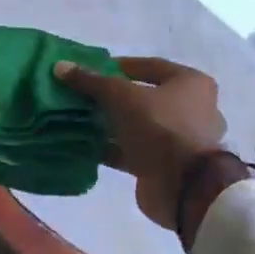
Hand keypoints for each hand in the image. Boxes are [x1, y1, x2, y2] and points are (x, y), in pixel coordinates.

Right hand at [53, 57, 239, 234]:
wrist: (183, 187)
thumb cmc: (159, 127)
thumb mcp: (120, 96)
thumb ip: (91, 81)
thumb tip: (61, 66)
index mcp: (191, 84)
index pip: (150, 66)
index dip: (119, 66)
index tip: (91, 70)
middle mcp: (193, 109)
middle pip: (144, 97)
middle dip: (112, 98)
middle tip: (83, 96)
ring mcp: (182, 141)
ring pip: (139, 126)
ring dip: (112, 125)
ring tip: (80, 120)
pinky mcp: (168, 166)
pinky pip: (136, 151)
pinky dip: (114, 148)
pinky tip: (87, 146)